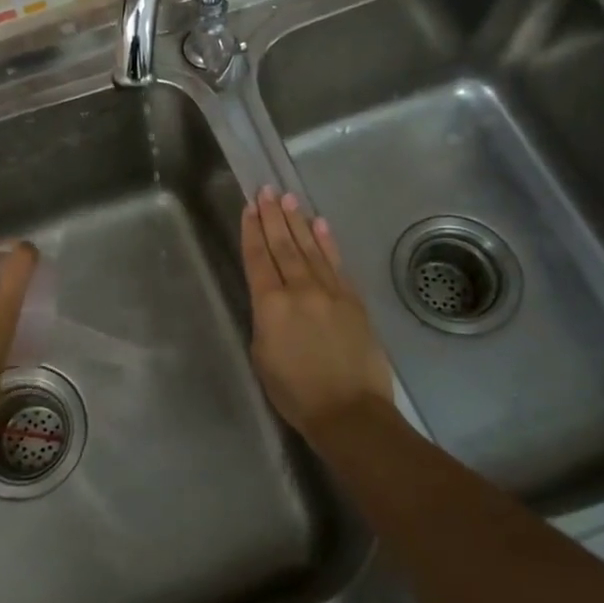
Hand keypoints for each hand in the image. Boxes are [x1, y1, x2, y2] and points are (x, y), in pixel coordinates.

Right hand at [241, 187, 395, 438]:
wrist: (350, 411)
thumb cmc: (296, 393)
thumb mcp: (262, 357)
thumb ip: (265, 320)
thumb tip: (273, 302)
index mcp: (270, 305)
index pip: (258, 259)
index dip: (252, 231)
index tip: (249, 207)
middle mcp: (299, 290)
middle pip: (283, 246)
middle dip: (273, 217)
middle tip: (268, 191)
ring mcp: (330, 292)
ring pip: (310, 249)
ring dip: (298, 222)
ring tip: (289, 199)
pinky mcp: (353, 300)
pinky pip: (337, 264)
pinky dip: (327, 242)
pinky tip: (320, 225)